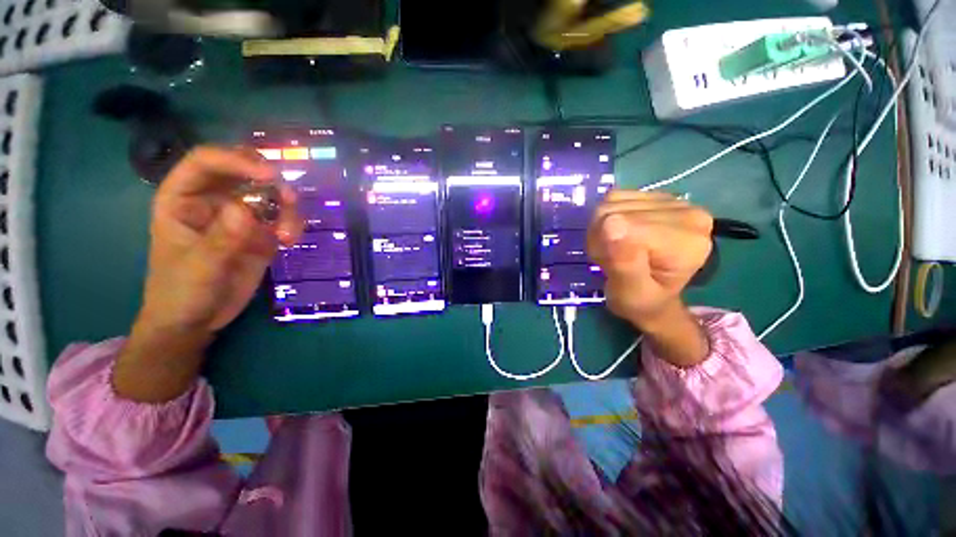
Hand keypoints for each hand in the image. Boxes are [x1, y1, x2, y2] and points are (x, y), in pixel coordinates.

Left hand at [139, 146, 300, 335]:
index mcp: (183, 198)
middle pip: (243, 170)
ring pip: (269, 193)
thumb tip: (245, 209)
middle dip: (269, 178)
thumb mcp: (198, 268)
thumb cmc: (181, 293)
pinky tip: (290, 241)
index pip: (206, 162)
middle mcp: (213, 200)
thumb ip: (221, 239)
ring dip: (286, 206)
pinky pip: (282, 218)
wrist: (197, 320)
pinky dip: (292, 224)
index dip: (236, 161)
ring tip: (288, 233)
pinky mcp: (260, 233)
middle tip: (289, 196)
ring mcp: (240, 216)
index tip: (269, 176)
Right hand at [587, 191, 712, 366]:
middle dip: (602, 239)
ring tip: (615, 250)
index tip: (613, 267)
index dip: (605, 246)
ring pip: (611, 203)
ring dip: (601, 229)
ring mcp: (672, 200)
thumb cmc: (641, 301)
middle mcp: (687, 212)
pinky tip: (616, 235)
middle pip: (615, 212)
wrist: (654, 297)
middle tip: (613, 261)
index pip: (621, 224)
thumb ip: (624, 264)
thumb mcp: (630, 294)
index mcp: (687, 239)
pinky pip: (613, 198)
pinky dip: (605, 218)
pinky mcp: (655, 195)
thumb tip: (611, 226)